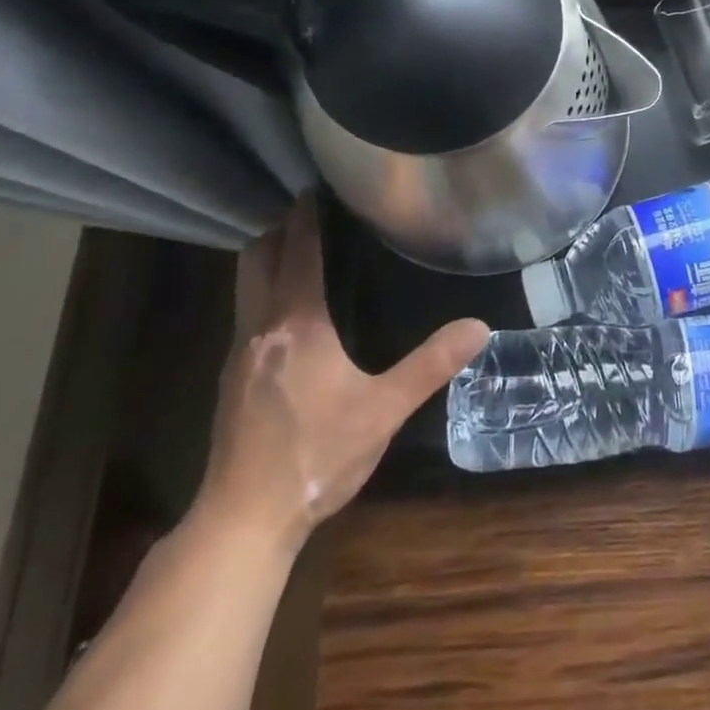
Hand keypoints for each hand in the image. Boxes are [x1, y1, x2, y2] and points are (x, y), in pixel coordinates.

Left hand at [196, 199, 488, 553]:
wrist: (243, 520)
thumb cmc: (316, 456)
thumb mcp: (384, 410)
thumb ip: (432, 365)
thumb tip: (479, 327)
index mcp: (297, 324)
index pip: (298, 253)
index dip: (306, 218)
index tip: (315, 188)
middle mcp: (260, 328)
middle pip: (256, 259)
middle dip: (279, 230)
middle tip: (309, 212)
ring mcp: (238, 354)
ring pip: (244, 286)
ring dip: (266, 259)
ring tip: (298, 249)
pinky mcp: (230, 379)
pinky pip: (246, 313)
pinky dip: (263, 290)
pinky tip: (288, 310)